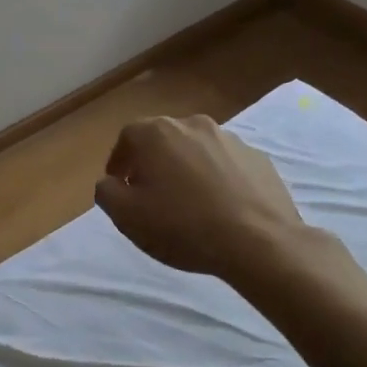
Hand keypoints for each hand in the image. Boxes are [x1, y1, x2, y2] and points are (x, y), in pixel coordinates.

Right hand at [95, 115, 325, 280]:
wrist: (259, 242)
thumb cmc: (183, 226)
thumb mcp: (127, 216)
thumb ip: (107, 192)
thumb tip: (110, 182)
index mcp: (157, 133)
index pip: (127, 137)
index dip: (119, 161)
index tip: (120, 185)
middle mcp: (193, 125)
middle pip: (163, 139)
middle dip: (152, 162)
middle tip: (150, 193)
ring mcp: (230, 139)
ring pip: (196, 149)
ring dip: (186, 168)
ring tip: (188, 202)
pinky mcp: (258, 158)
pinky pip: (226, 164)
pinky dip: (217, 178)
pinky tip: (219, 207)